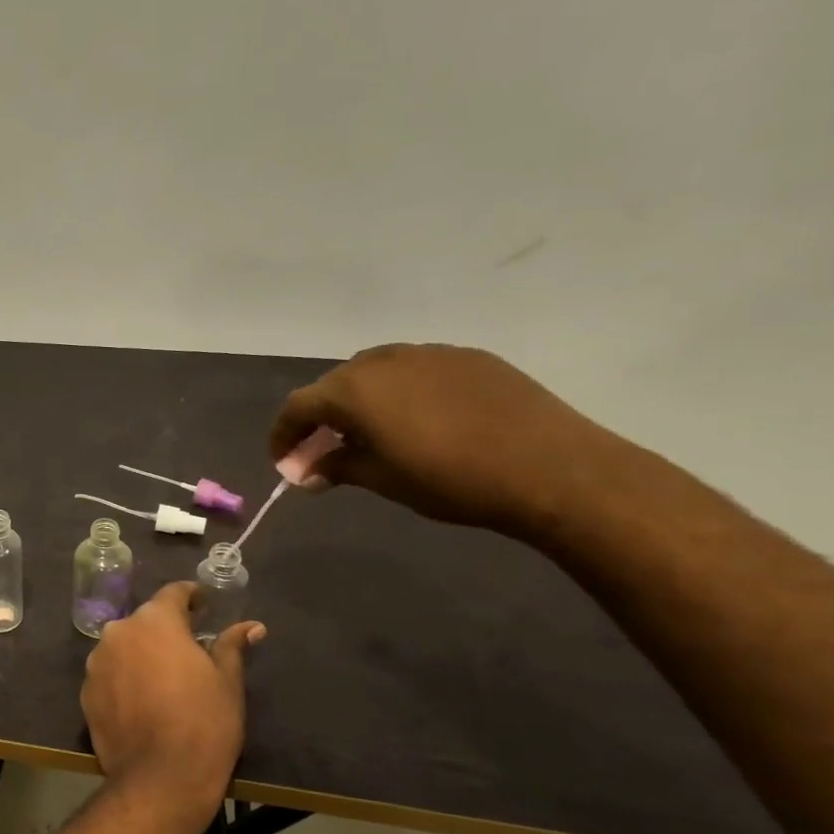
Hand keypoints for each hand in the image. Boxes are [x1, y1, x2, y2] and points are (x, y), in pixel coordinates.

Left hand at [80, 583, 263, 833]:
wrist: (159, 779)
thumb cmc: (204, 723)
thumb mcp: (227, 681)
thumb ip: (231, 646)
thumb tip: (251, 626)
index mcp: (155, 621)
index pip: (173, 593)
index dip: (191, 597)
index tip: (204, 605)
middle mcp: (119, 632)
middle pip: (146, 622)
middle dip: (166, 630)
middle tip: (190, 649)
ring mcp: (96, 662)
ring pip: (125, 647)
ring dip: (143, 654)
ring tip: (165, 679)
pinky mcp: (86, 693)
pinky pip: (110, 674)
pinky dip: (125, 679)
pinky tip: (143, 702)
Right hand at [268, 343, 631, 535]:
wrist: (551, 468)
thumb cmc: (451, 479)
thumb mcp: (381, 480)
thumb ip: (336, 466)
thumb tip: (306, 471)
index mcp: (354, 389)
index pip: (298, 406)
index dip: (283, 435)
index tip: (284, 462)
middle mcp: (383, 360)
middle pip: (334, 385)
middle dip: (321, 418)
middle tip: (325, 452)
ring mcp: (429, 353)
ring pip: (376, 374)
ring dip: (361, 403)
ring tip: (372, 435)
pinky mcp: (468, 358)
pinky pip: (416, 371)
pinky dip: (401, 394)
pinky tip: (421, 422)